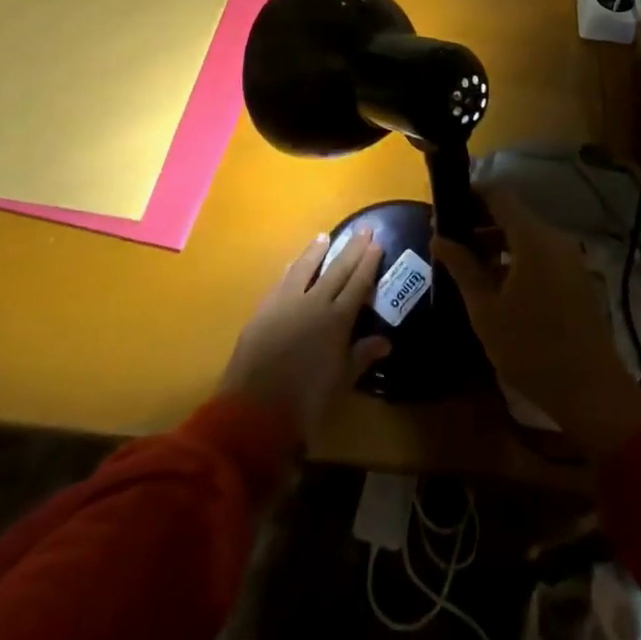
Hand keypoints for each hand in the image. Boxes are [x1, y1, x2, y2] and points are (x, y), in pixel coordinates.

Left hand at [221, 229, 392, 437]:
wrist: (254, 410)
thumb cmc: (306, 402)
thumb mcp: (341, 381)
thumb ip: (362, 356)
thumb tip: (385, 340)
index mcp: (337, 320)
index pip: (358, 283)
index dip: (368, 263)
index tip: (377, 244)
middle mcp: (314, 303)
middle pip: (336, 269)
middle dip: (351, 248)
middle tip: (363, 228)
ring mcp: (286, 303)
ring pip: (305, 268)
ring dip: (316, 252)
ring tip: (324, 237)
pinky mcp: (264, 310)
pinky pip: (283, 281)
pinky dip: (292, 269)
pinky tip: (294, 264)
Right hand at [434, 189, 640, 459]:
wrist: (590, 390)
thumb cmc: (531, 348)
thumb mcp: (486, 310)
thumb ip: (462, 268)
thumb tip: (438, 237)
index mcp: (533, 238)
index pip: (500, 195)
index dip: (472, 194)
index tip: (446, 207)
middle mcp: (555, 238)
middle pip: (514, 215)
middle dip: (481, 223)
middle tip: (451, 242)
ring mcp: (570, 258)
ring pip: (528, 236)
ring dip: (498, 243)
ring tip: (468, 266)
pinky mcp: (577, 278)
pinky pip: (542, 254)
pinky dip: (518, 258)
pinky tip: (497, 285)